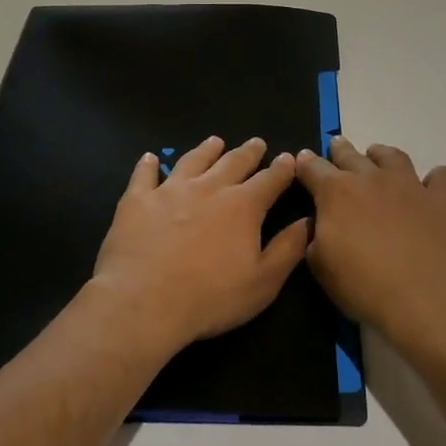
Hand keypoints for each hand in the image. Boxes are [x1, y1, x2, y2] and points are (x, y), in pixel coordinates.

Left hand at [88, 136, 310, 361]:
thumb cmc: (210, 298)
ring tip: (215, 141)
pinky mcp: (137, 201)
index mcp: (243, 206)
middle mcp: (209, 188)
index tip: (288, 158)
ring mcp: (169, 191)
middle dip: (248, 152)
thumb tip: (307, 220)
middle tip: (256, 143)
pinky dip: (148, 165)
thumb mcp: (263, 282)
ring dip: (206, 150)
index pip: (269, 180)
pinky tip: (150, 158)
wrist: (143, 303)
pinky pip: (144, 175)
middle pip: (233, 162)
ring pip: (192, 160)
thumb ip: (288, 248)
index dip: (282, 169)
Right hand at [296, 136, 445, 351]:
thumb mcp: (321, 267)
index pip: (313, 168)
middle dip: (340, 151)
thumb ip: (315, 238)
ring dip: (381, 156)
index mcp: (336, 193)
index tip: (303, 162)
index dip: (305, 164)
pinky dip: (434, 180)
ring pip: (393, 156)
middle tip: (337, 149)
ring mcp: (410, 185)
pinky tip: (430, 189)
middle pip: (351, 154)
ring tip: (378, 160)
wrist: (423, 298)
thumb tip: (318, 224)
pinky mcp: (443, 199)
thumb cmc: (363, 286)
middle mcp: (372, 178)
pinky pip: (441, 176)